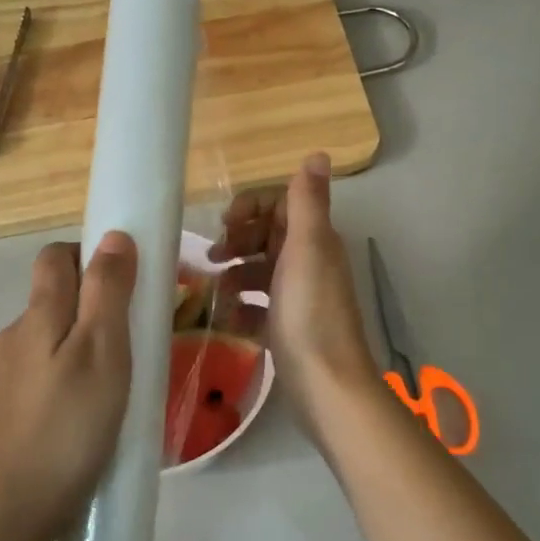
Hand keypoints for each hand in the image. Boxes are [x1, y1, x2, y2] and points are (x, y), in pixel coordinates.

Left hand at [0, 233, 137, 540]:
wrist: (6, 513)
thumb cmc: (65, 426)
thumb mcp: (101, 352)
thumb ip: (108, 291)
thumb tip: (113, 235)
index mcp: (38, 314)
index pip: (55, 257)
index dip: (91, 255)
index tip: (130, 282)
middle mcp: (15, 337)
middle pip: (55, 297)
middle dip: (96, 303)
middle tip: (138, 337)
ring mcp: (7, 377)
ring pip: (53, 339)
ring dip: (87, 344)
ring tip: (123, 382)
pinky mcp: (9, 412)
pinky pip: (47, 375)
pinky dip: (73, 378)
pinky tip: (94, 415)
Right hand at [211, 153, 377, 439]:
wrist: (326, 386)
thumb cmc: (310, 314)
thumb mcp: (306, 250)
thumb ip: (308, 203)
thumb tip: (318, 153)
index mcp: (315, 240)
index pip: (282, 204)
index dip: (252, 206)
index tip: (225, 224)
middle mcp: (309, 263)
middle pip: (268, 236)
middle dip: (239, 240)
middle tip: (213, 257)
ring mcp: (298, 297)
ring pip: (261, 271)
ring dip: (236, 275)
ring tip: (215, 293)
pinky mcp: (287, 328)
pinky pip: (259, 307)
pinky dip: (242, 308)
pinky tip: (228, 320)